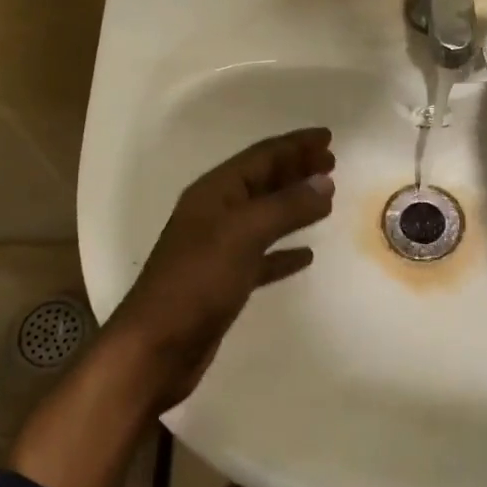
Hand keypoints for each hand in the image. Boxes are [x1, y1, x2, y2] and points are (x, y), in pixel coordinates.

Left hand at [106, 127, 336, 410]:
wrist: (156, 348)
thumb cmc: (197, 282)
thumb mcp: (243, 235)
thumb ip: (286, 207)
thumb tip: (324, 184)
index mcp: (214, 193)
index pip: (261, 156)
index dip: (294, 145)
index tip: (328, 138)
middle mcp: (215, 213)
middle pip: (262, 181)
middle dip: (295, 168)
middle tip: (331, 161)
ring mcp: (218, 248)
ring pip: (264, 215)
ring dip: (293, 203)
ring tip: (326, 198)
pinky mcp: (224, 281)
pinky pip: (262, 255)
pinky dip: (284, 250)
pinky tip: (306, 254)